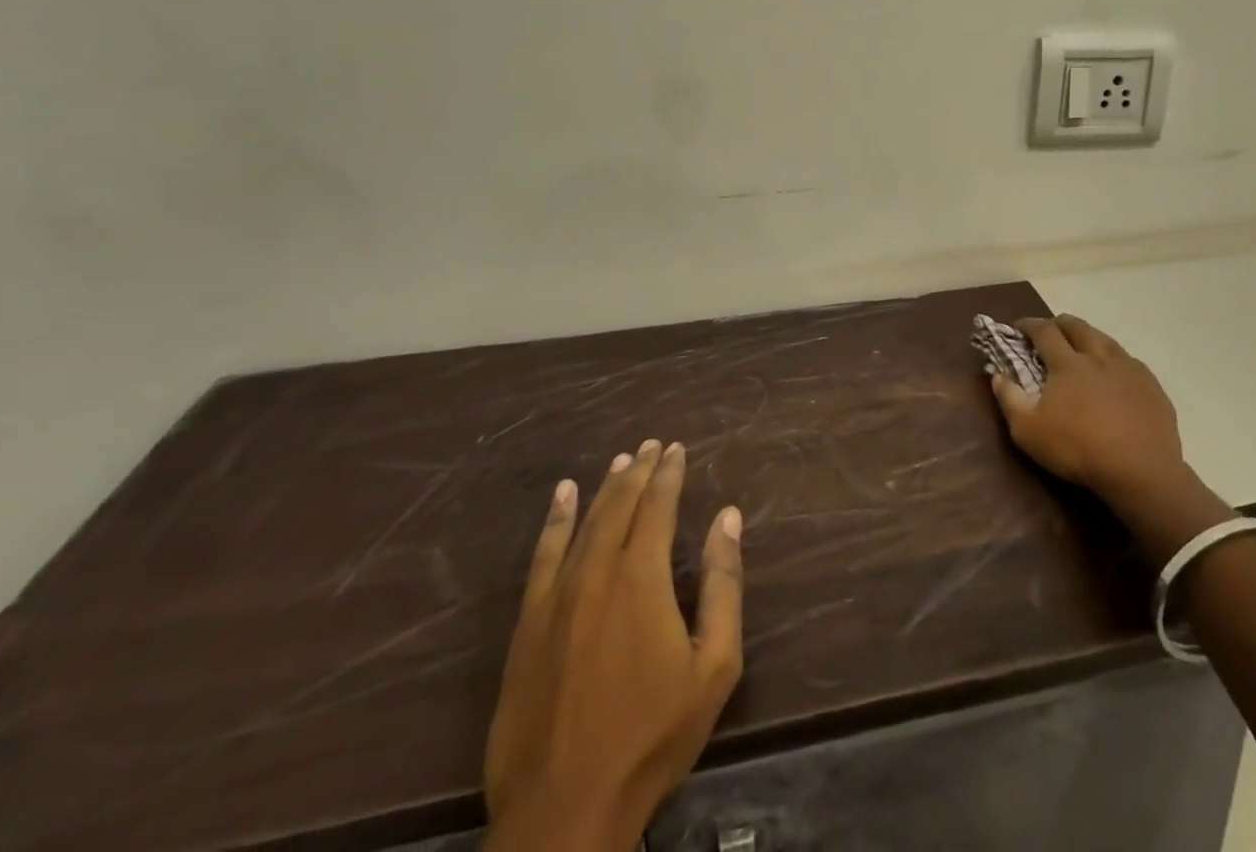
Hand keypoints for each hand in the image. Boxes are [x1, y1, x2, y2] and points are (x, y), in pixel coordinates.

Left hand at [483, 440, 743, 851]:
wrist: (565, 810)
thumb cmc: (652, 736)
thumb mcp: (714, 666)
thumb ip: (723, 585)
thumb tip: (727, 518)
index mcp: (642, 578)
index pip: (657, 506)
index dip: (668, 474)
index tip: (677, 449)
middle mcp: (597, 573)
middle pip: (619, 506)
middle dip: (638, 471)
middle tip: (651, 444)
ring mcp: (556, 598)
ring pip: (584, 524)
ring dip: (604, 488)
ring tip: (619, 461)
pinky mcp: (527, 625)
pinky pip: (542, 557)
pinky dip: (554, 522)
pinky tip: (561, 498)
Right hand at [990, 315, 1186, 512]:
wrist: (1141, 471)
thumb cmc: (1078, 450)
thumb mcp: (1028, 432)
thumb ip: (1009, 399)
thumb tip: (997, 375)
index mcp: (1067, 363)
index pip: (1044, 330)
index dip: (1029, 324)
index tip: (1018, 327)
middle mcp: (1098, 356)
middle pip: (1077, 326)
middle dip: (1059, 323)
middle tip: (1049, 332)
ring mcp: (1128, 368)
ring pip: (1105, 339)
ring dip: (1088, 337)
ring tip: (1081, 349)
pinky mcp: (1151, 385)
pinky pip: (1128, 360)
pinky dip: (1113, 360)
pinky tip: (1113, 375)